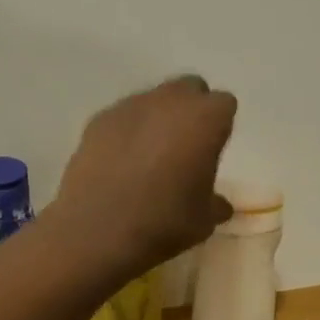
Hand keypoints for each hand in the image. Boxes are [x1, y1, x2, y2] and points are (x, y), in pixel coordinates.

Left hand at [52, 76, 236, 278]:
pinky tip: (119, 163)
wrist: (96, 230)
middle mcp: (170, 101)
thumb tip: (218, 204)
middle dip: (190, 110)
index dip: (219, 126)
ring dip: (157, 119)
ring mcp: (130, 106)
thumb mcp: (203, 221)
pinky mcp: (98, 120)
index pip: (224, 105)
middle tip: (184, 146)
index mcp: (205, 119)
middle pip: (189, 89)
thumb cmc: (162, 222)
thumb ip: (215, 204)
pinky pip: (122, 117)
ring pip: (153, 99)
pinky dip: (126, 132)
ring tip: (148, 157)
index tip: (212, 151)